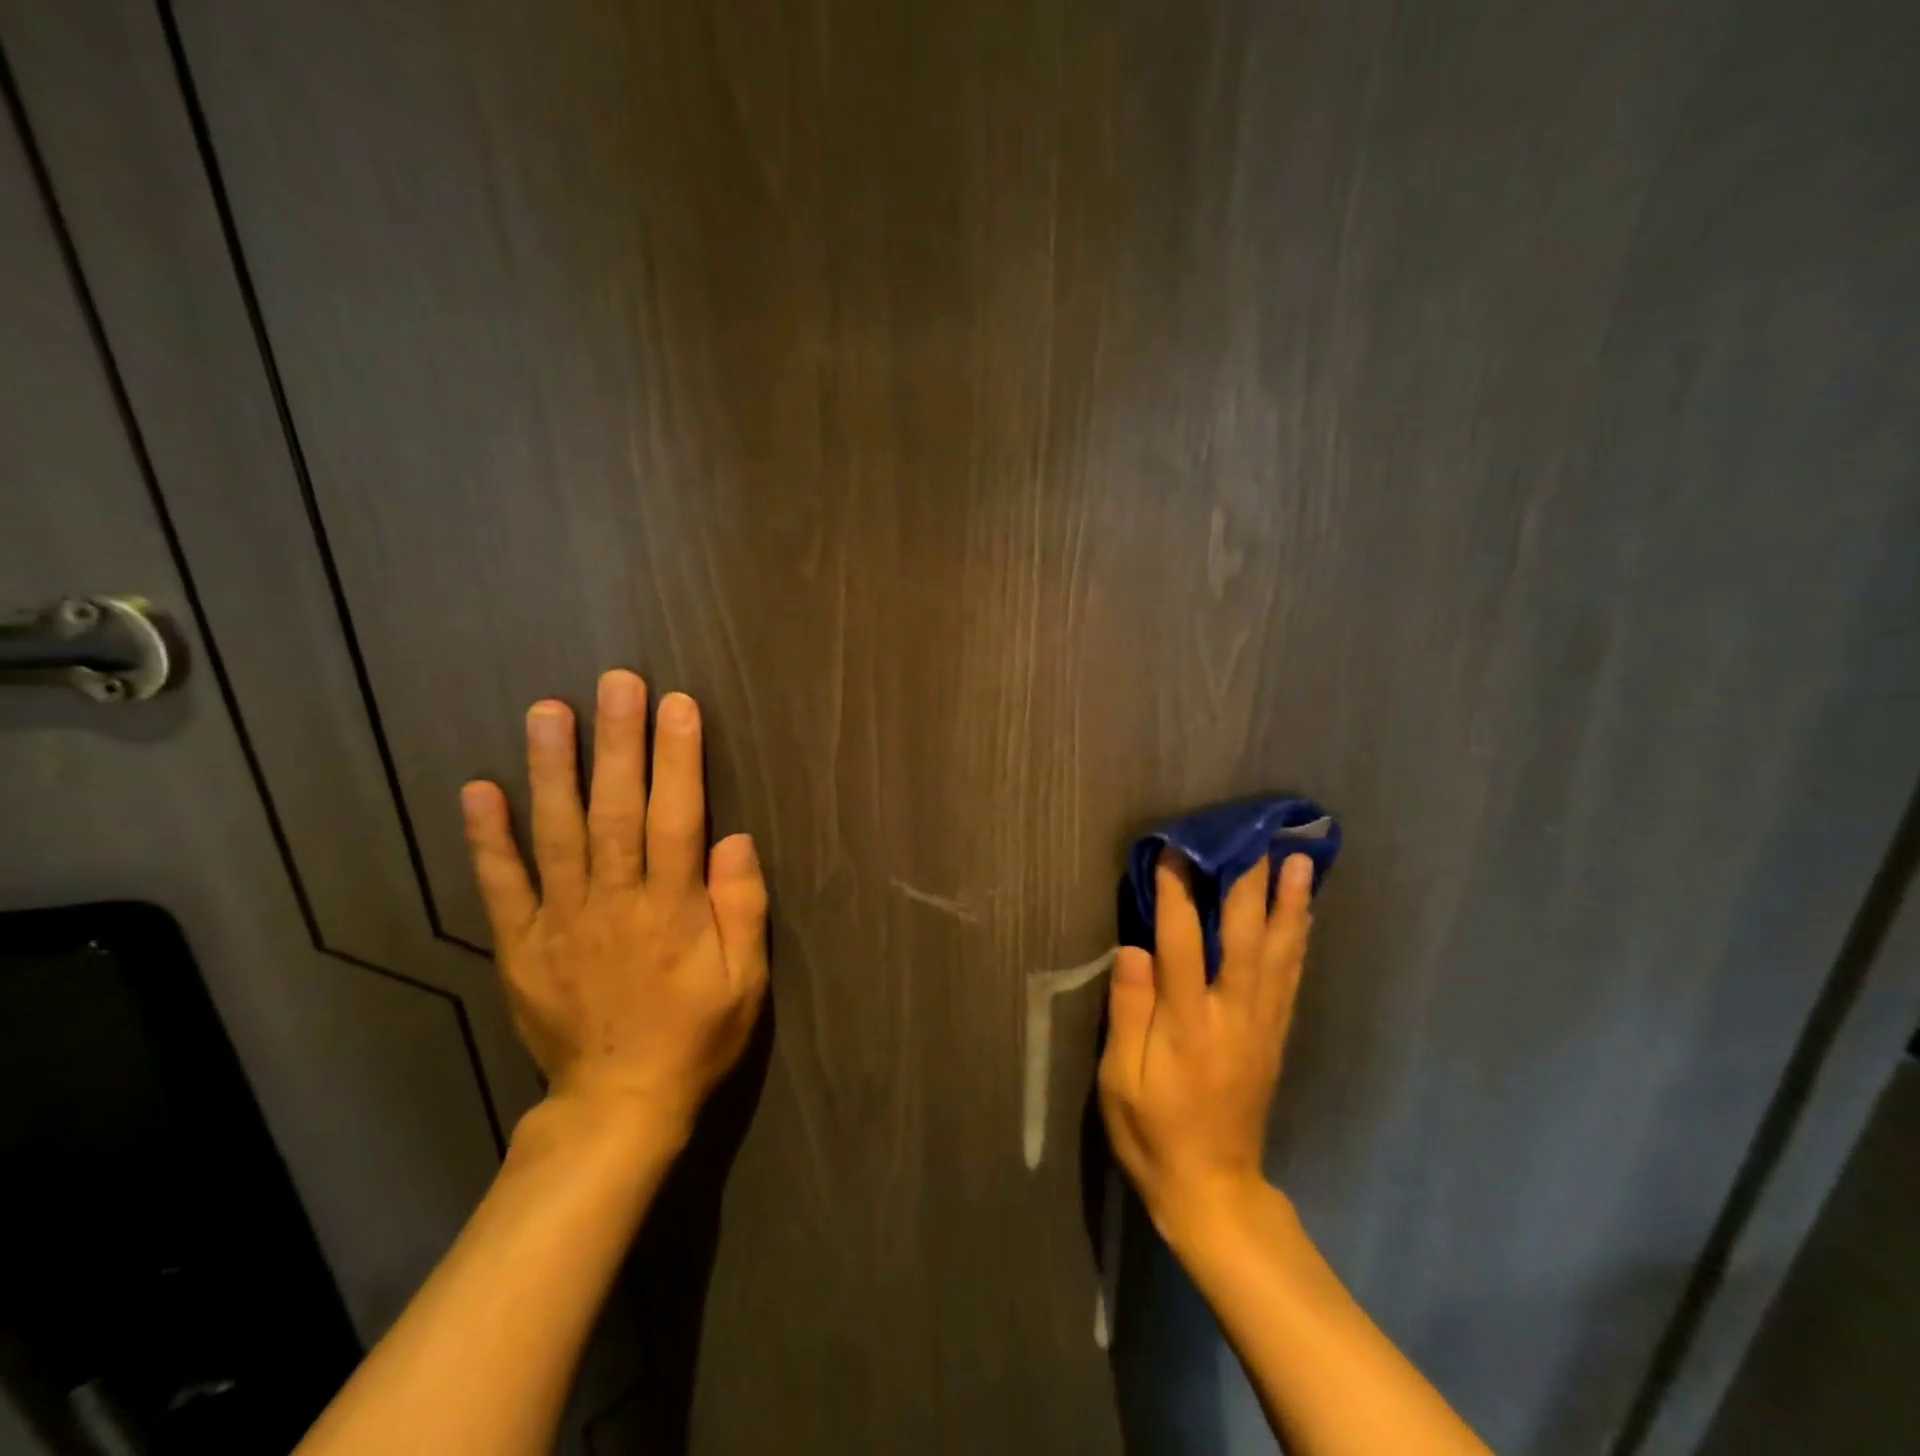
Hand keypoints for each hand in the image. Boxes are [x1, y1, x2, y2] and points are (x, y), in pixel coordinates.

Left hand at [459, 670, 768, 1143]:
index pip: (677, 820)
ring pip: (557, 834)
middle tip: (617, 682)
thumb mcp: (745, 983)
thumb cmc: (696, 1037)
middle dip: (619, 743)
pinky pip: (501, 886)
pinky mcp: (520, 945)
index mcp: (672, 912)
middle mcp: (613, 904)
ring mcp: (560, 922)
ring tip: (549, 711)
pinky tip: (479, 789)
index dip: (679, 760)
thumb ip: (741, 909)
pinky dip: (488, 838)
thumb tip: (735, 840)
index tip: (678, 705)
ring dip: (553, 770)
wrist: (618, 1106)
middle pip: (616, 812)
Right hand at [1098, 850, 1314, 1238]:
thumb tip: (1132, 948)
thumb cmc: (1153, 1132)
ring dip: (1288, 903)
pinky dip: (1298, 938)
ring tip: (1298, 860)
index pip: (1181, 943)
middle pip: (1245, 937)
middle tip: (1255, 836)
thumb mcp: (1119, 1080)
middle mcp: (1233, 1015)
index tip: (1176, 850)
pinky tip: (1302, 913)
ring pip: (1279, 953)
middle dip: (1248, 882)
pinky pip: (1290, 977)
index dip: (1177, 893)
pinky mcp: (1275, 1036)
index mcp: (1188, 1024)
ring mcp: (1261, 1025)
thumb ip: (1128, 1011)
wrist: (1213, 1189)